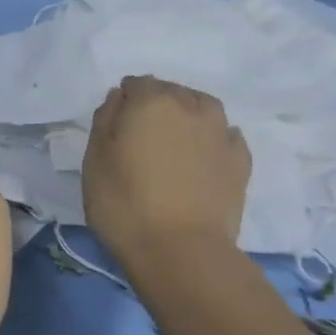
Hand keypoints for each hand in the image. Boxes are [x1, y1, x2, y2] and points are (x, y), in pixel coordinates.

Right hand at [82, 76, 249, 265]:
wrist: (181, 250)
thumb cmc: (124, 203)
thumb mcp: (94, 160)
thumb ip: (105, 119)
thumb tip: (120, 97)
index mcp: (151, 101)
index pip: (136, 84)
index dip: (124, 101)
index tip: (116, 126)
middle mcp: (191, 106)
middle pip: (171, 92)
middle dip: (156, 105)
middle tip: (142, 137)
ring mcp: (221, 133)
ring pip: (203, 108)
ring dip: (187, 117)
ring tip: (174, 143)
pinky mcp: (241, 161)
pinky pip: (224, 136)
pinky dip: (211, 139)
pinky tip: (202, 158)